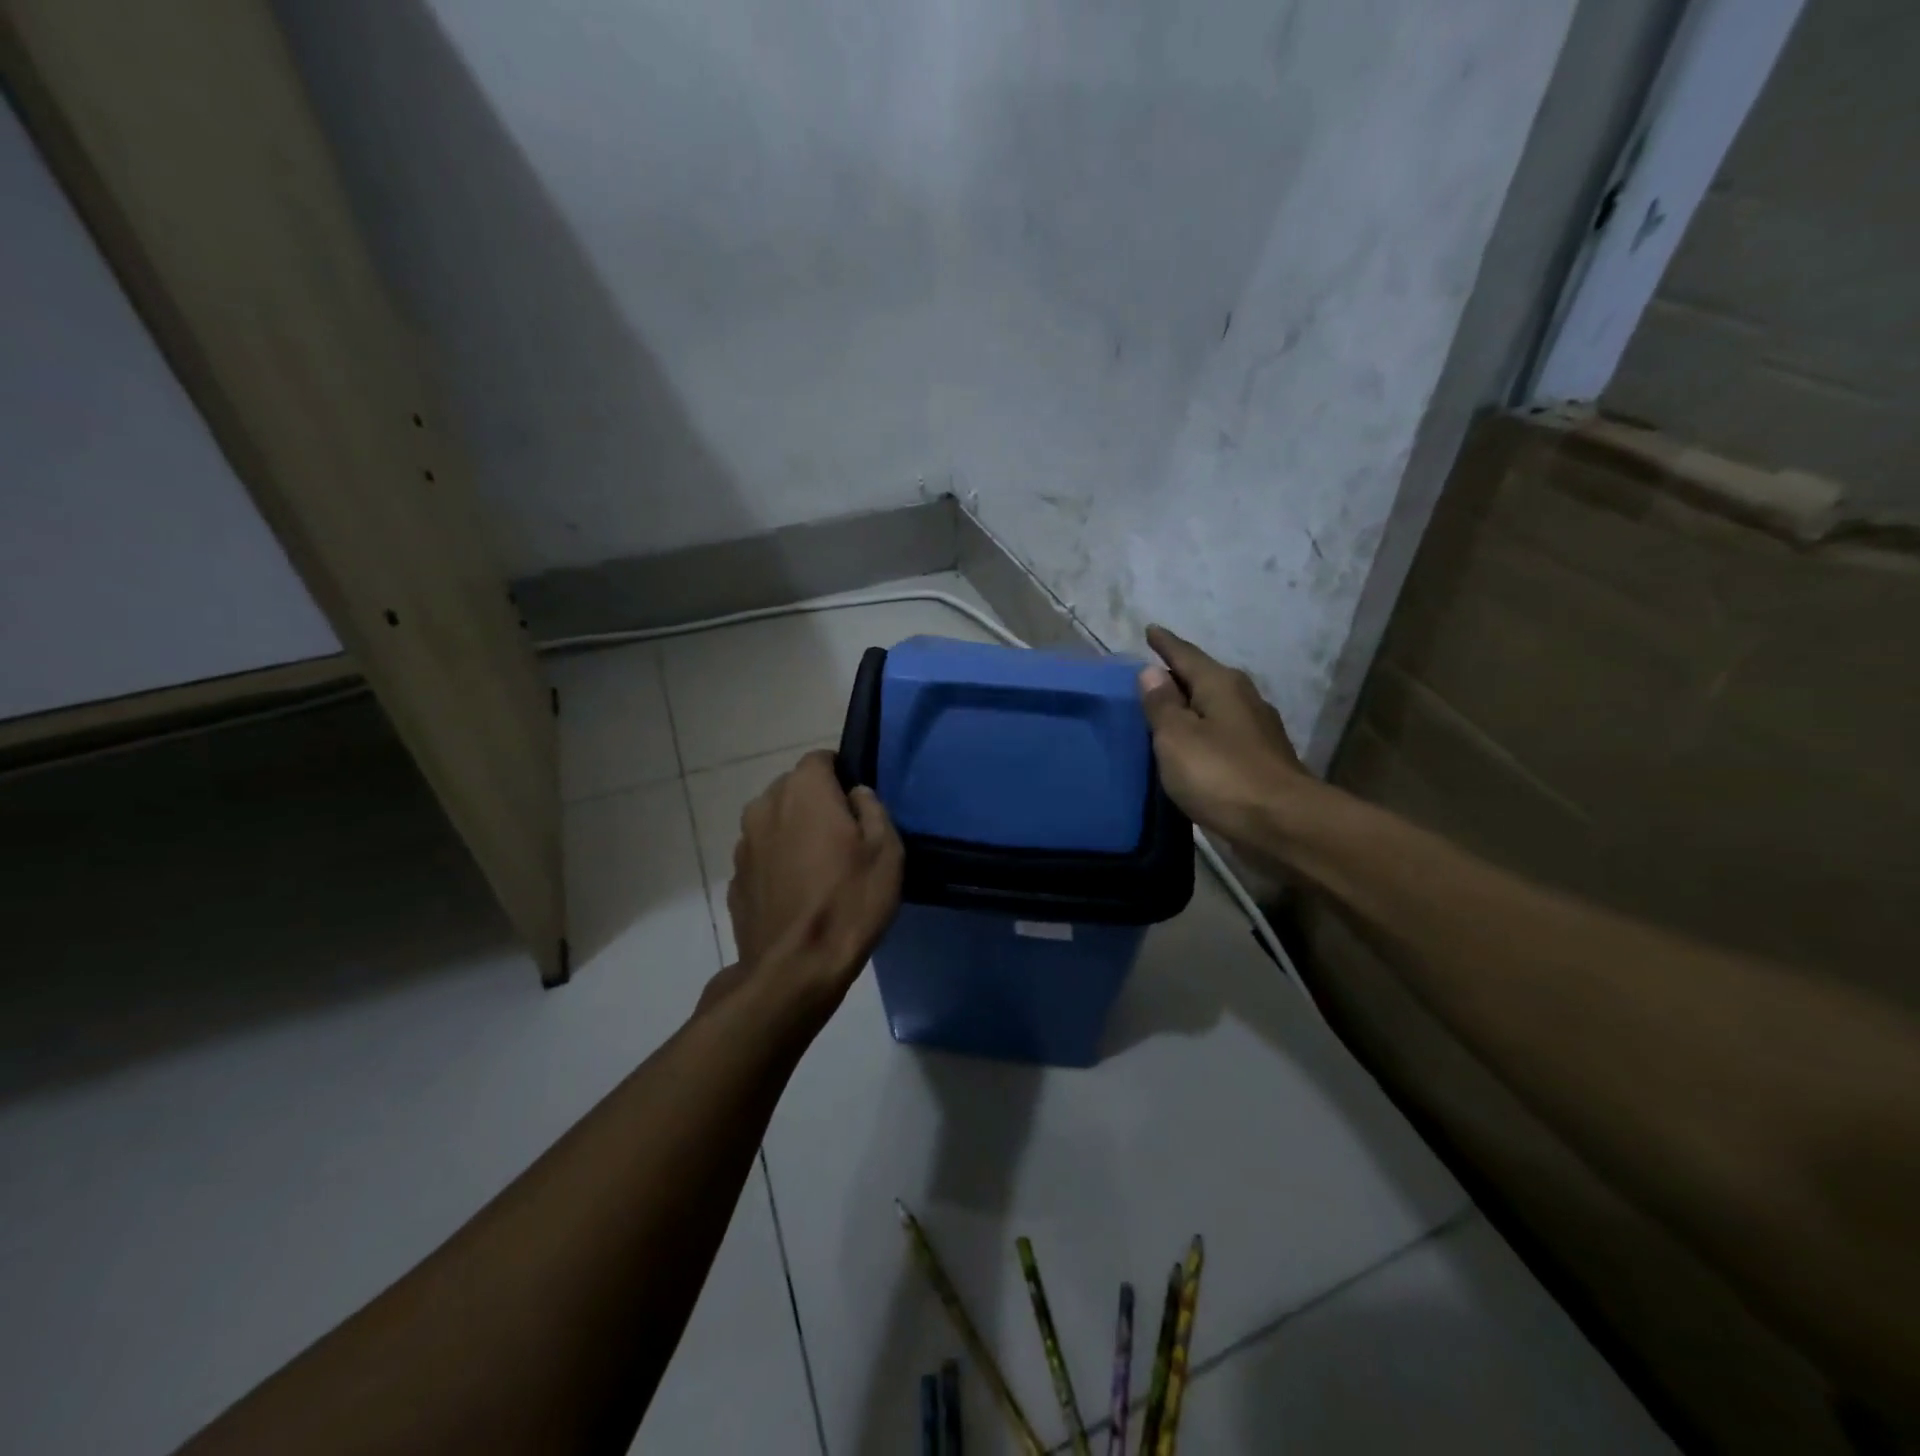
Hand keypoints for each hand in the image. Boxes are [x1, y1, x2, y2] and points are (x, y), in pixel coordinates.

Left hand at [723, 749, 902, 1012]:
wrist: (795, 969)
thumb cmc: (849, 900)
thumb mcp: (887, 850)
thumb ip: (872, 808)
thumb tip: (856, 794)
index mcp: (802, 790)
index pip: (821, 759)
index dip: (841, 775)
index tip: (857, 805)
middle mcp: (764, 806)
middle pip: (793, 789)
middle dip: (816, 803)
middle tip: (843, 838)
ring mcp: (743, 844)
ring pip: (774, 823)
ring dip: (794, 833)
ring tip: (819, 869)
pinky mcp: (734, 879)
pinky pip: (762, 857)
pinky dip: (777, 864)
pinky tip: (797, 895)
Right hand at [1138, 625, 1313, 854]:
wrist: (1282, 825)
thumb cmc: (1221, 775)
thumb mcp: (1176, 737)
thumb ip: (1161, 705)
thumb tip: (1151, 672)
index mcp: (1221, 685)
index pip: (1186, 655)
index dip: (1165, 644)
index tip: (1150, 630)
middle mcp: (1243, 699)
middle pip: (1204, 679)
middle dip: (1178, 676)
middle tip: (1150, 675)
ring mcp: (1257, 732)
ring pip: (1215, 708)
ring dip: (1191, 708)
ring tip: (1165, 712)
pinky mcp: (1261, 761)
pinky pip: (1222, 736)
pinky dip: (1202, 735)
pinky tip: (1190, 748)